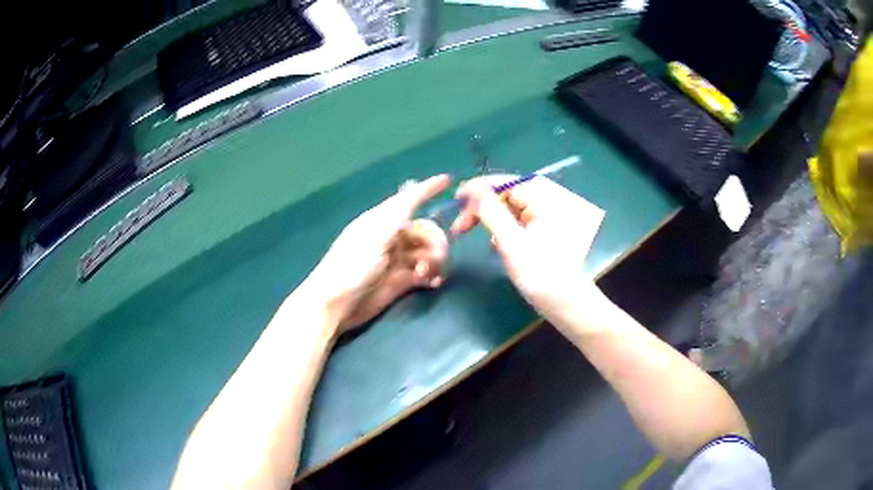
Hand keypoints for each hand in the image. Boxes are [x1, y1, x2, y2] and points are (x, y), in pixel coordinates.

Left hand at [304, 175, 450, 336]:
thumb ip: (396, 214)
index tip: (448, 180)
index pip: (409, 200)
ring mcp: (396, 260)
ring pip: (427, 252)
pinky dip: (432, 275)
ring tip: (427, 274)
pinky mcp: (400, 281)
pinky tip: (433, 282)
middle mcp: (391, 237)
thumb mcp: (374, 236)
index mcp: (382, 221)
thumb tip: (412, 186)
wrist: (335, 304)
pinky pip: (424, 273)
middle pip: (424, 230)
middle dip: (435, 240)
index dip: (428, 189)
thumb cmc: (350, 266)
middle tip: (438, 256)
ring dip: (434, 260)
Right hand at [451, 176, 603, 331]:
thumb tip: (471, 188)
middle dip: (481, 206)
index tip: (456, 197)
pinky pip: (516, 221)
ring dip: (488, 218)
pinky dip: (501, 228)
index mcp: (545, 199)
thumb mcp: (511, 242)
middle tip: (459, 224)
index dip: (479, 187)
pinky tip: (493, 243)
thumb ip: (490, 211)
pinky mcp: (543, 231)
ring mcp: (546, 217)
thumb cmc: (540, 274)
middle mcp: (547, 202)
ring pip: (509, 208)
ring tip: (469, 233)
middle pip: (507, 193)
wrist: (565, 304)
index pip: (507, 182)